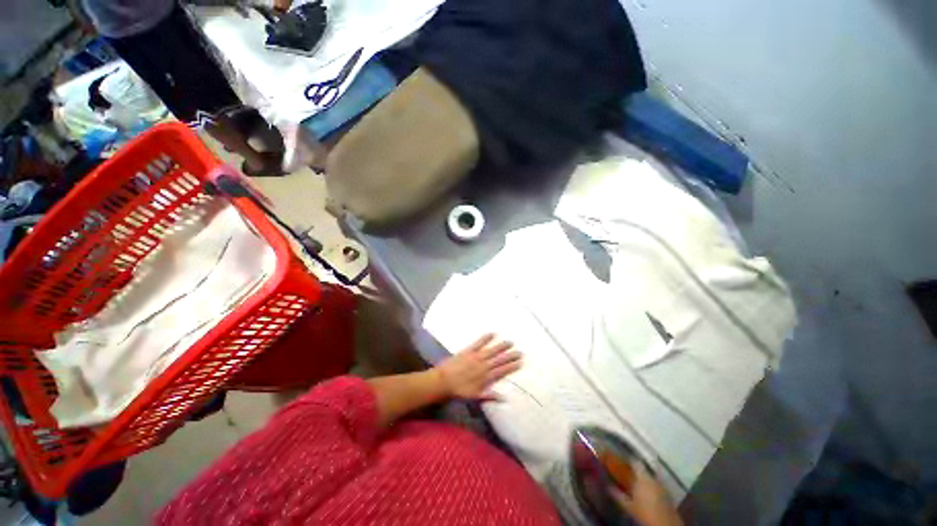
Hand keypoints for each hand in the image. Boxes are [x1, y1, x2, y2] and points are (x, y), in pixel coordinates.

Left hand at [435, 334, 520, 399]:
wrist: (444, 381)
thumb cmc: (459, 391)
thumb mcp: (475, 396)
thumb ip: (490, 395)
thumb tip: (504, 399)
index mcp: (486, 378)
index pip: (502, 371)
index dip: (511, 366)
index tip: (520, 362)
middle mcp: (484, 366)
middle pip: (499, 360)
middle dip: (510, 356)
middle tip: (520, 352)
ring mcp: (477, 357)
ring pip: (492, 350)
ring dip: (501, 346)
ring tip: (510, 342)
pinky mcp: (469, 350)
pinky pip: (479, 343)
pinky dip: (486, 338)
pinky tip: (493, 333)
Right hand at [610, 464, 682, 525]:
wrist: (664, 525)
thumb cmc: (644, 512)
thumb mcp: (628, 505)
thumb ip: (617, 494)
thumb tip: (607, 485)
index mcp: (643, 477)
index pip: (635, 462)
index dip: (628, 461)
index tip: (621, 462)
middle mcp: (653, 478)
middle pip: (643, 470)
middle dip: (635, 472)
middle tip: (627, 475)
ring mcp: (662, 486)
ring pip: (650, 478)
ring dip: (644, 479)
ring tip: (636, 484)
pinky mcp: (668, 495)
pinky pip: (657, 486)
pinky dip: (651, 487)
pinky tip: (646, 493)